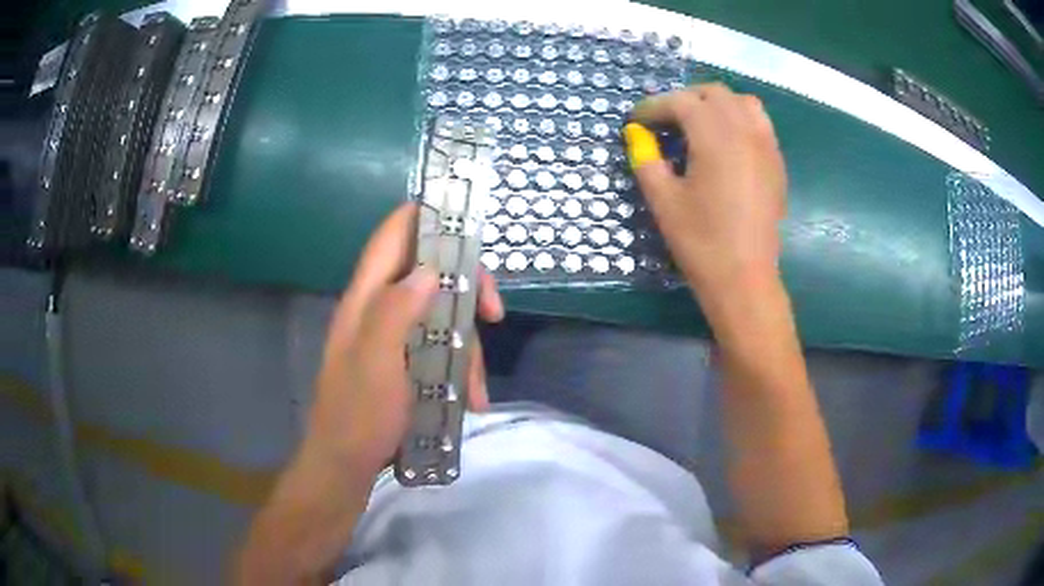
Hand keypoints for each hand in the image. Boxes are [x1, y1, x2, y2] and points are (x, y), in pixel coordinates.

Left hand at [305, 203, 503, 477]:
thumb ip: (395, 309)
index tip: (468, 227)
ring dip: (468, 346)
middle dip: (467, 289)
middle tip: (493, 316)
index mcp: (367, 298)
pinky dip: (461, 369)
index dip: (427, 218)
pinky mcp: (406, 362)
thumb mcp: (376, 361)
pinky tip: (471, 399)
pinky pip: (442, 348)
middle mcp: (381, 308)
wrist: (346, 464)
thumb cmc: (358, 414)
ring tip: (478, 390)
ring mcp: (395, 337)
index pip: (394, 235)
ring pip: (443, 316)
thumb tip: (428, 269)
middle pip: (430, 273)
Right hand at [624, 83, 786, 301]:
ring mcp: (766, 145)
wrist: (745, 279)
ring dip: (716, 104)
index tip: (636, 121)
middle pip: (713, 93)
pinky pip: (759, 123)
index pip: (681, 102)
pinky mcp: (776, 163)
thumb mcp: (663, 200)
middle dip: (684, 99)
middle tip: (664, 122)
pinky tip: (725, 143)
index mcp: (715, 137)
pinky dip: (739, 119)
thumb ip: (645, 159)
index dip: (653, 107)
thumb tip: (636, 134)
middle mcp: (745, 131)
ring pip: (742, 102)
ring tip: (698, 125)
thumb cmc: (700, 242)